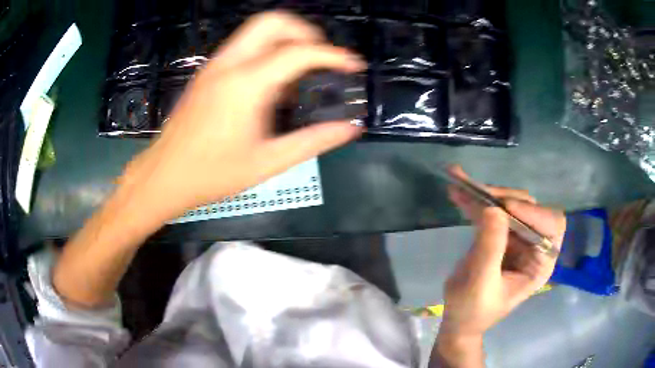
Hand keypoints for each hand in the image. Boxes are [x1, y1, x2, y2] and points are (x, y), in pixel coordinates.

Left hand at [122, 11, 365, 222]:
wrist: (164, 176)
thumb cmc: (213, 174)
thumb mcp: (268, 162)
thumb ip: (313, 141)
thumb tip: (351, 128)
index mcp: (246, 84)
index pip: (299, 52)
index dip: (333, 54)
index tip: (353, 65)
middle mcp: (229, 64)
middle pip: (273, 22)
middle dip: (305, 32)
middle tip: (321, 58)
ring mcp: (215, 65)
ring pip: (256, 31)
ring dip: (285, 40)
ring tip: (300, 73)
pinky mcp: (207, 72)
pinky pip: (244, 46)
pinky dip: (266, 51)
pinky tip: (271, 84)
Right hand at [432, 166, 565, 366]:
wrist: (458, 319)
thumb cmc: (473, 311)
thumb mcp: (481, 285)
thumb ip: (490, 249)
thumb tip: (493, 209)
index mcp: (541, 262)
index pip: (552, 225)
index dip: (533, 213)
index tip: (505, 209)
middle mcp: (533, 245)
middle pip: (528, 208)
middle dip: (503, 199)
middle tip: (476, 193)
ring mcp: (516, 238)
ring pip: (508, 204)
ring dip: (485, 194)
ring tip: (460, 184)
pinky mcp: (499, 234)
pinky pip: (490, 211)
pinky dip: (474, 200)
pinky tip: (458, 190)